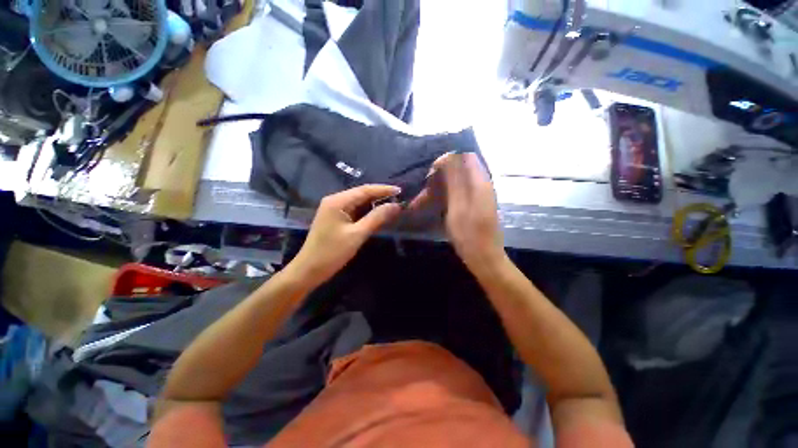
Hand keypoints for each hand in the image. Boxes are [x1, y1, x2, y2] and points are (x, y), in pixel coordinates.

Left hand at [290, 185, 401, 284]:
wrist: (309, 270)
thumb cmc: (332, 252)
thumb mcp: (357, 234)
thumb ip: (376, 218)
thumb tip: (395, 205)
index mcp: (338, 201)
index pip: (365, 190)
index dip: (383, 190)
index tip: (400, 191)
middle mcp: (335, 200)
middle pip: (361, 194)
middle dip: (380, 196)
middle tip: (399, 199)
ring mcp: (334, 209)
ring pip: (358, 203)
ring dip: (374, 204)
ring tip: (392, 206)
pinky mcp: (335, 218)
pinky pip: (354, 211)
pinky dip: (367, 212)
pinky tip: (378, 215)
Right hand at [412, 153, 504, 273]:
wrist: (484, 257)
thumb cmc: (469, 234)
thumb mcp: (458, 206)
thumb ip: (454, 181)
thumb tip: (448, 157)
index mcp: (480, 182)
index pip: (466, 156)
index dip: (448, 159)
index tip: (431, 172)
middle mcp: (482, 184)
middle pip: (462, 167)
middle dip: (442, 174)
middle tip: (427, 186)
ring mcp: (480, 195)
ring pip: (460, 180)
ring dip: (443, 185)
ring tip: (427, 197)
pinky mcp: (476, 204)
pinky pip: (461, 191)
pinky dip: (448, 194)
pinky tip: (438, 203)